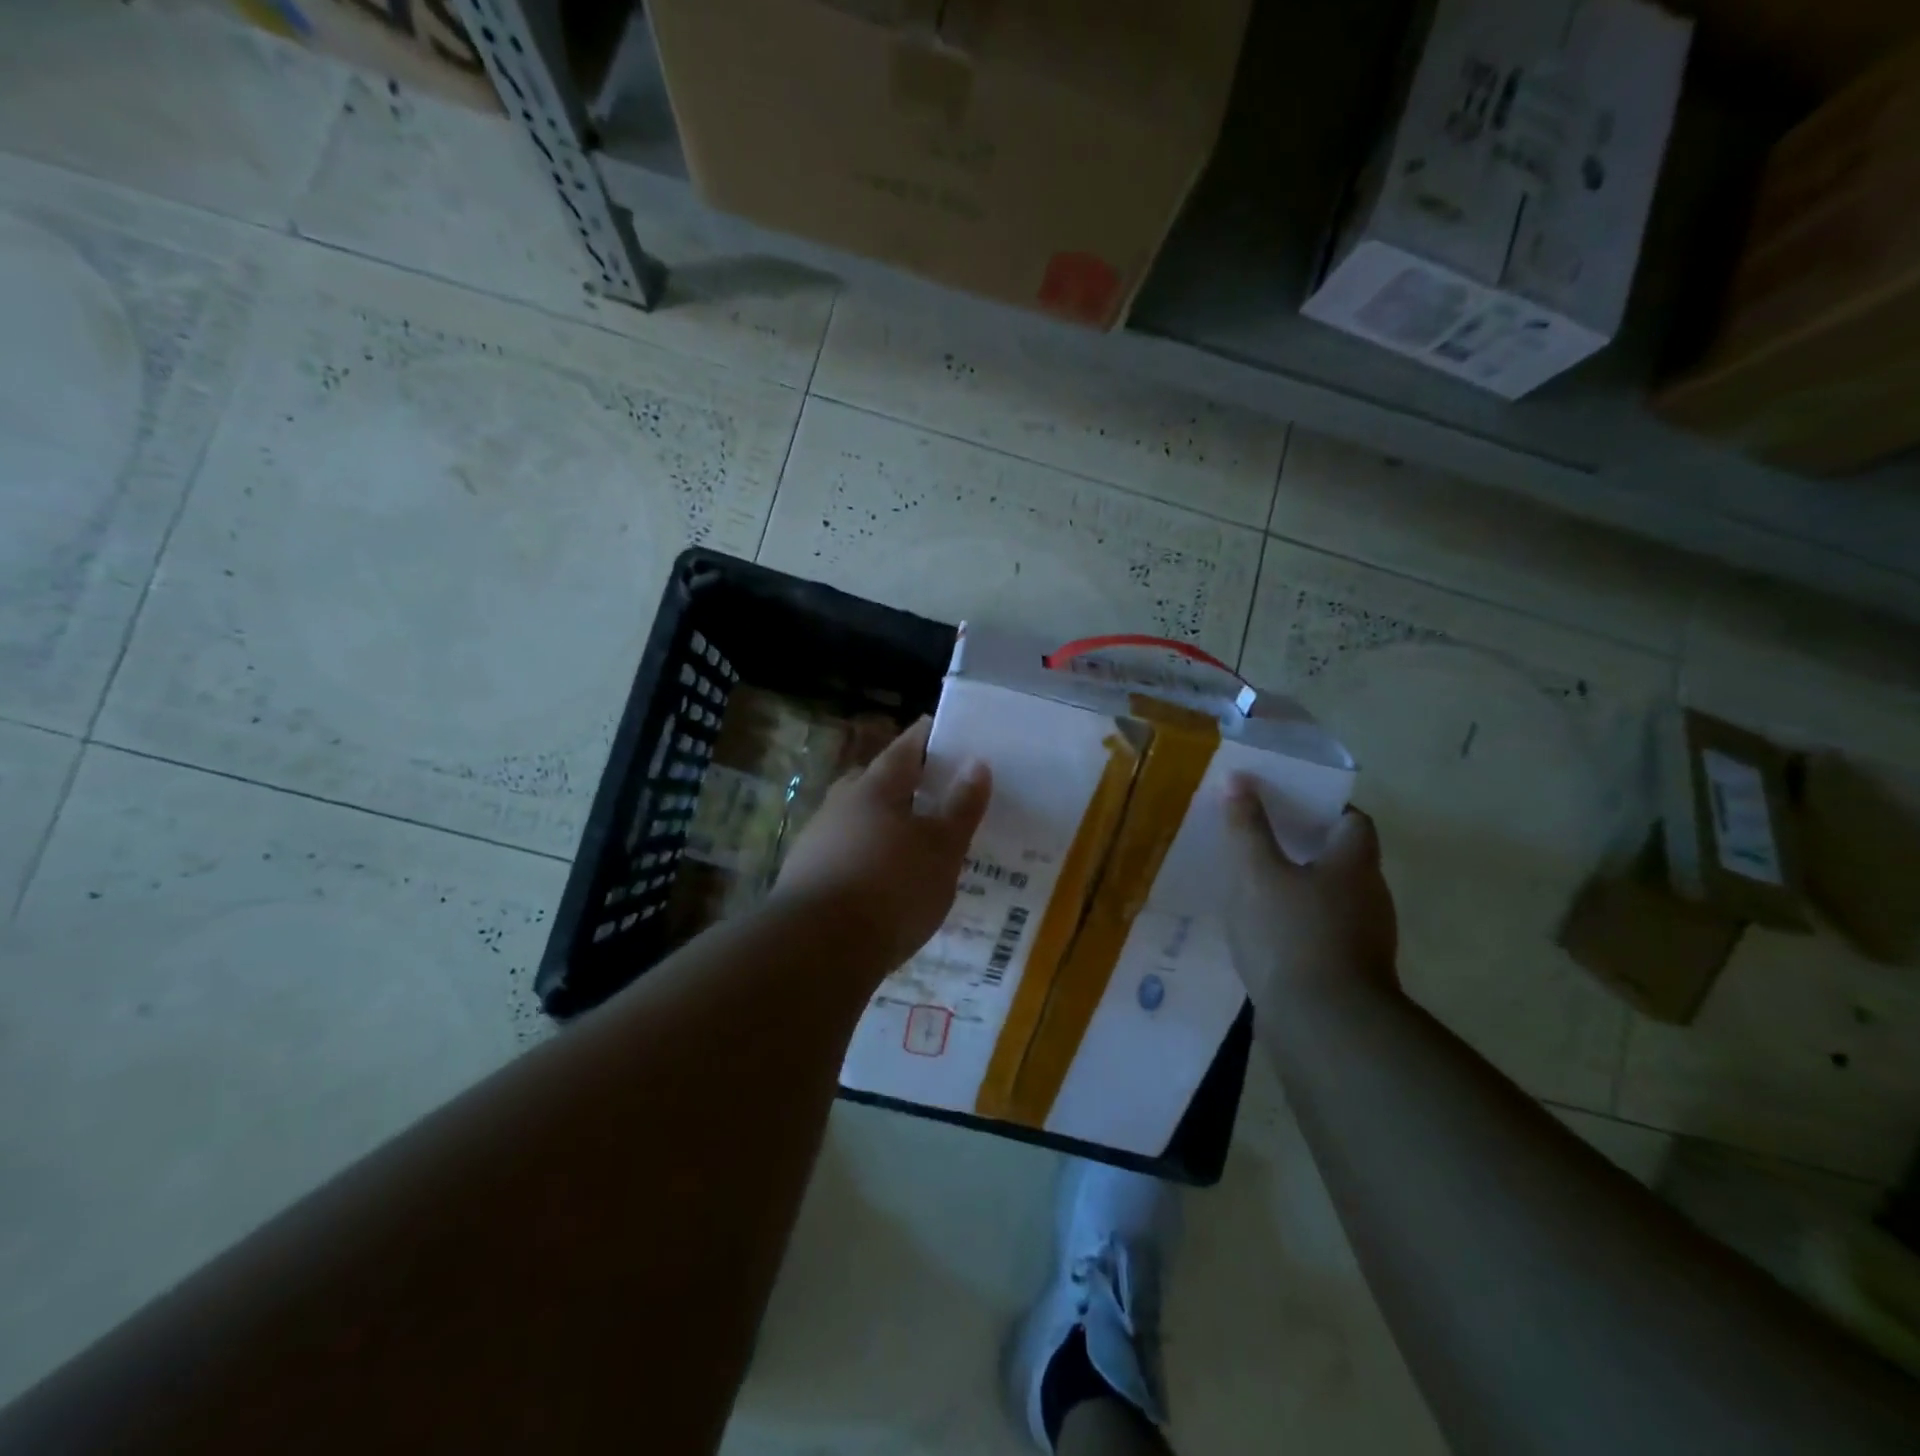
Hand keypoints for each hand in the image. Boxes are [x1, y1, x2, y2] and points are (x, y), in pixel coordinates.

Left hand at [772, 717, 991, 973]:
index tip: (949, 735)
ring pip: (859, 820)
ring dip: (885, 825)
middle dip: (906, 784)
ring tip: (915, 844)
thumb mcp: (942, 849)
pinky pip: (846, 854)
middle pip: (878, 782)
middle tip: (936, 794)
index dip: (929, 738)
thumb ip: (961, 806)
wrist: (816, 949)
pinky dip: (869, 858)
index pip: (906, 747)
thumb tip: (976, 762)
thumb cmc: (891, 888)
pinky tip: (884, 882)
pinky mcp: (806, 876)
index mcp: (876, 787)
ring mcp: (817, 840)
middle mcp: (841, 803)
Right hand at [1222, 773, 1398, 1009]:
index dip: (1324, 807)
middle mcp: (1369, 896)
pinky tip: (1264, 930)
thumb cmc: (1290, 934)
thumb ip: (1247, 827)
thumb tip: (1238, 780)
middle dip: (1305, 845)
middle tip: (1260, 838)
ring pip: (1331, 897)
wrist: (1324, 1025)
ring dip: (1300, 886)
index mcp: (1354, 864)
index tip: (1287, 803)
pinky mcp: (1350, 972)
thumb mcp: (1257, 874)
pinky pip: (1323, 931)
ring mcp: (1364, 938)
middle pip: (1343, 858)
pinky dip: (1297, 922)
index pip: (1353, 820)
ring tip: (1254, 883)